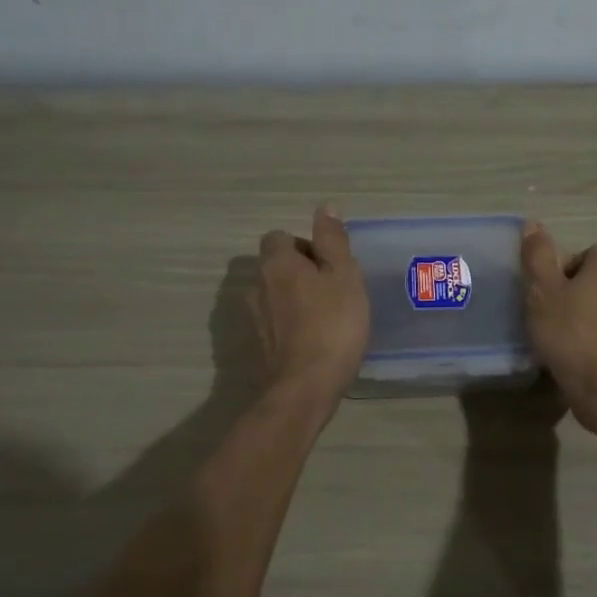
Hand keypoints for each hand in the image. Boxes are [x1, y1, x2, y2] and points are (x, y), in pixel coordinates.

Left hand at [254, 207, 369, 404]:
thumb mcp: (344, 275)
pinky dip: (289, 326)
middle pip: (275, 267)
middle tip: (332, 291)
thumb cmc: (332, 325)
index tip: (329, 265)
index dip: (304, 246)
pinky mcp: (256, 347)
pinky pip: (274, 325)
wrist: (304, 388)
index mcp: (276, 263)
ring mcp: (252, 319)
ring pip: (274, 297)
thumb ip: (332, 241)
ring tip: (325, 318)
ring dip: (294, 301)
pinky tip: (313, 341)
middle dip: (299, 273)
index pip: (279, 237)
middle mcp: (256, 286)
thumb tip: (324, 208)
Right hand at [521, 223, 596, 435]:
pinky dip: (580, 340)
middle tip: (540, 305)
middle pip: (593, 280)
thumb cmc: (572, 334)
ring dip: (573, 316)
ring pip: (594, 309)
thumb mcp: (544, 291)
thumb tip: (533, 224)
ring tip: (546, 331)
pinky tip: (561, 354)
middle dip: (567, 289)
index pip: (593, 251)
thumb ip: (537, 258)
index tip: (546, 278)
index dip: (569, 260)